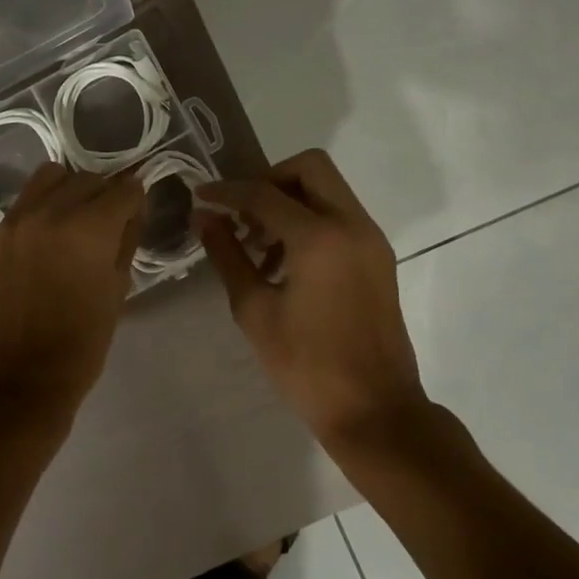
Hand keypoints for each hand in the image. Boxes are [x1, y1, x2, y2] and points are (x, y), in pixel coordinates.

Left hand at [0, 163, 143, 441]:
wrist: (17, 378)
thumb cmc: (80, 344)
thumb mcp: (118, 291)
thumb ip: (127, 241)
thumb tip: (132, 211)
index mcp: (89, 229)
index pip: (124, 189)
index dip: (137, 200)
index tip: (137, 215)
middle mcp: (51, 211)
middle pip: (89, 178)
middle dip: (107, 193)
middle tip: (111, 222)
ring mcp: (17, 219)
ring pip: (52, 177)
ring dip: (72, 189)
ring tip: (77, 219)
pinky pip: (26, 200)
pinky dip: (44, 204)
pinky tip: (49, 233)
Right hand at [199, 149, 425, 441]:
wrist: (375, 410)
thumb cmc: (307, 365)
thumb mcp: (255, 310)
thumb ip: (228, 256)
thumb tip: (204, 218)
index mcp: (319, 238)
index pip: (264, 194)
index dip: (226, 192)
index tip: (200, 197)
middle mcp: (352, 225)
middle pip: (309, 168)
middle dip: (268, 181)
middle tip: (241, 215)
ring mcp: (371, 240)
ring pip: (327, 189)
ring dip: (289, 201)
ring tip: (257, 246)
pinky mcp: (378, 257)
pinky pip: (340, 215)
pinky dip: (310, 220)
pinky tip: (283, 262)